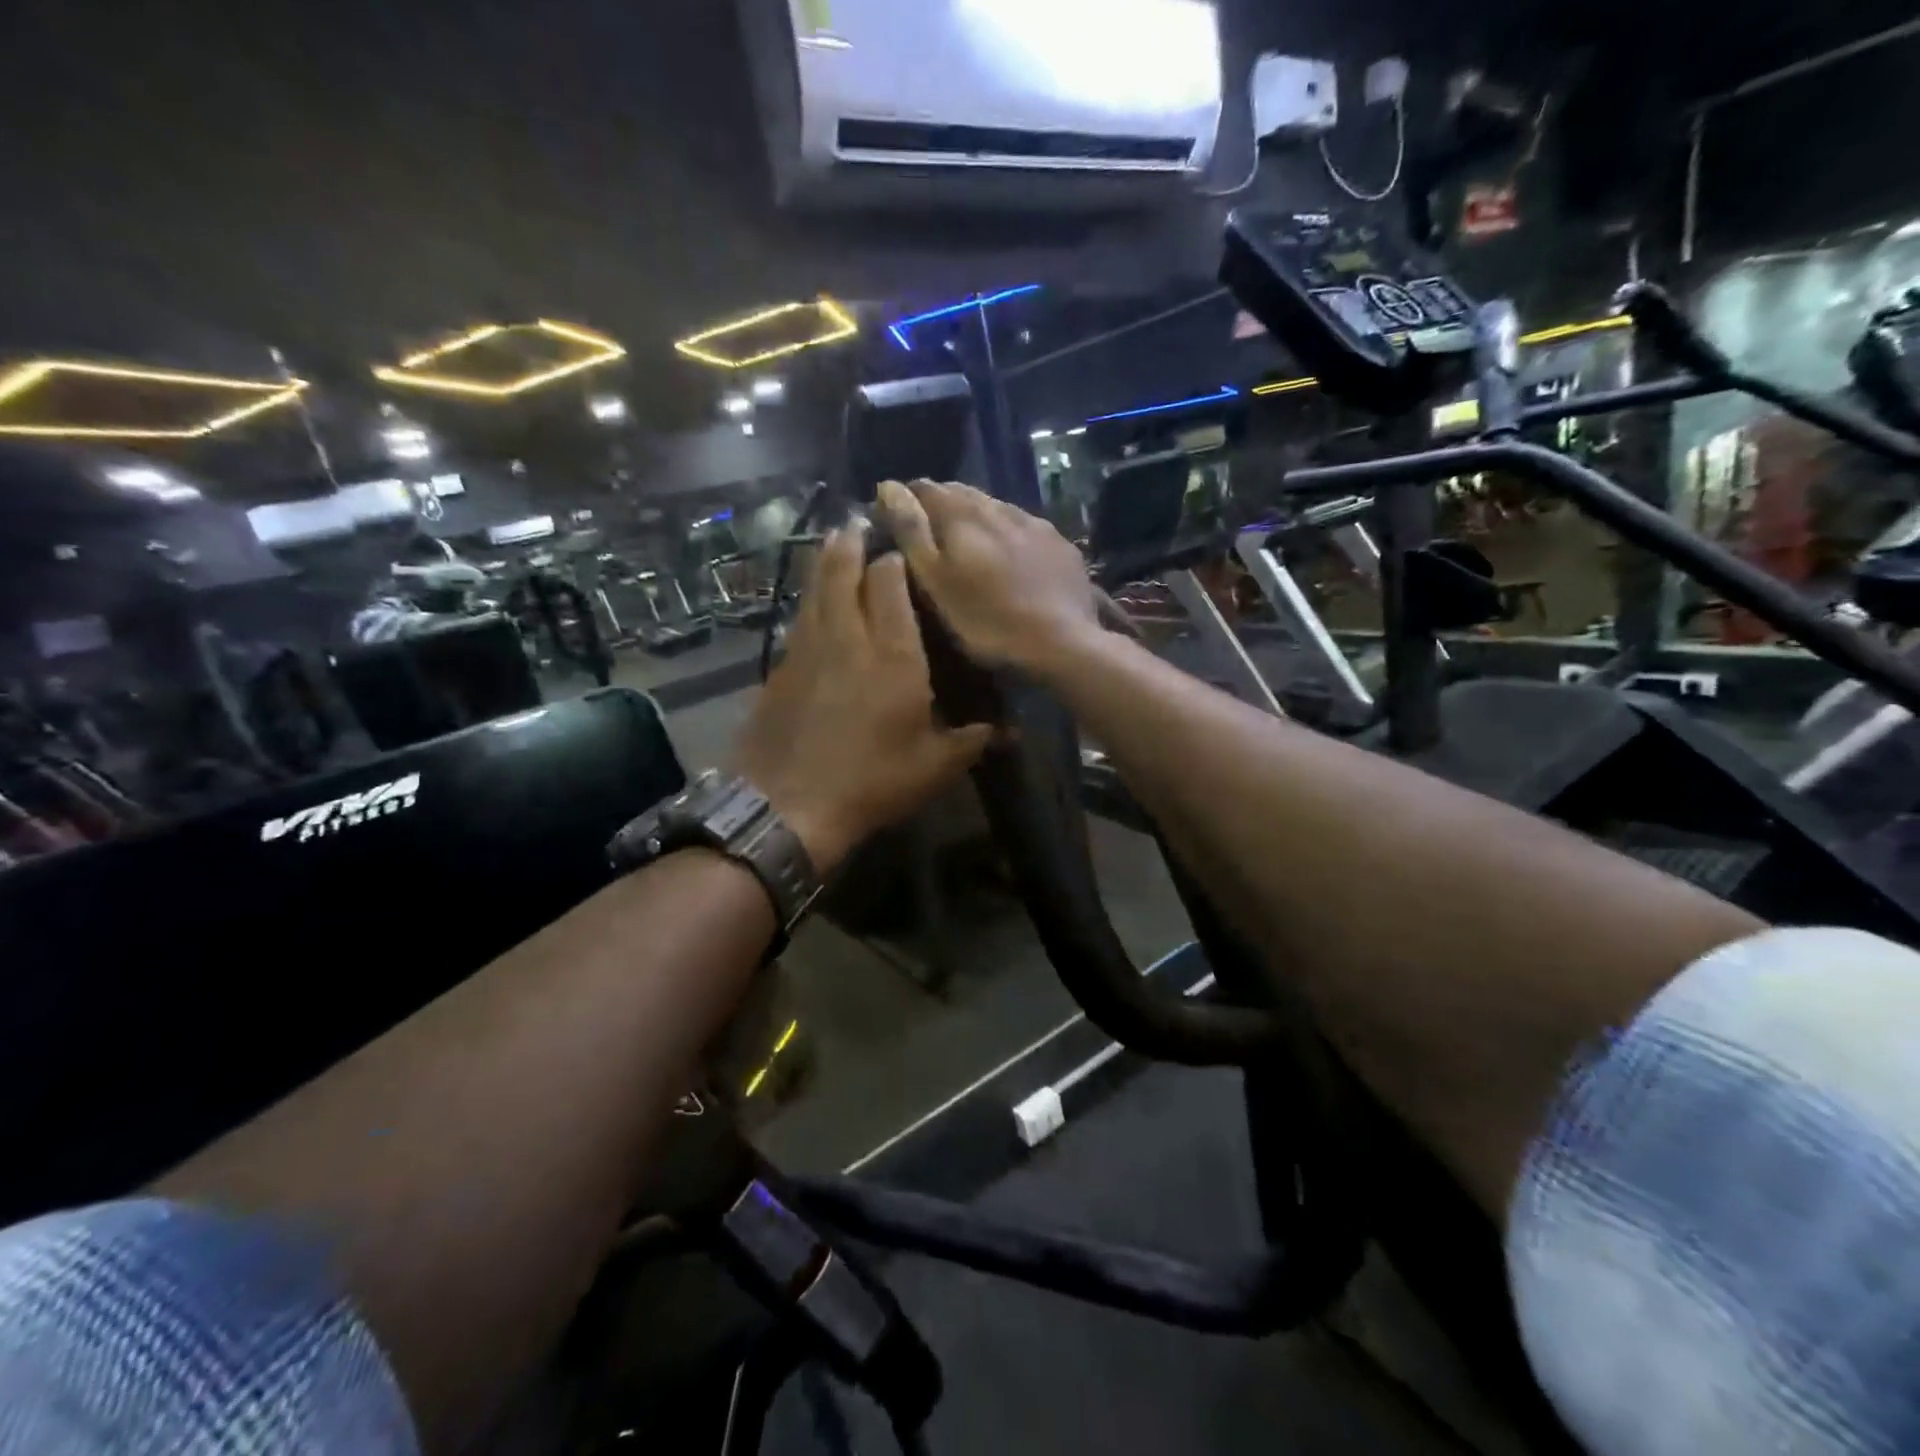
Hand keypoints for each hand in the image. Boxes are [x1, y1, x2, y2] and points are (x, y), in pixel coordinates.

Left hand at [731, 524, 994, 873]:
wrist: (787, 805)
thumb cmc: (870, 783)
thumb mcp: (933, 768)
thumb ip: (971, 740)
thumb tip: (1010, 730)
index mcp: (894, 655)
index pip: (890, 585)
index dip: (895, 562)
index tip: (901, 551)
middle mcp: (850, 637)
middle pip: (846, 573)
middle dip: (854, 544)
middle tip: (860, 523)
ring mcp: (809, 648)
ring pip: (816, 588)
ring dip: (825, 559)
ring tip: (834, 537)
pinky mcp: (782, 666)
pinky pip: (799, 616)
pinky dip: (808, 596)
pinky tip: (811, 597)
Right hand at [876, 479, 1100, 672]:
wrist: (1062, 642)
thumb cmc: (986, 620)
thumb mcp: (935, 581)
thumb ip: (911, 531)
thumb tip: (888, 485)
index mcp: (963, 514)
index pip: (924, 488)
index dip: (904, 499)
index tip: (893, 520)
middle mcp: (999, 507)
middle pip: (961, 493)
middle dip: (940, 505)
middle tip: (928, 532)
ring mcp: (1035, 524)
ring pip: (995, 507)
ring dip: (976, 517)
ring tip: (967, 543)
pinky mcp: (1061, 544)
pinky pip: (1025, 527)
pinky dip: (1008, 533)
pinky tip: (1010, 555)